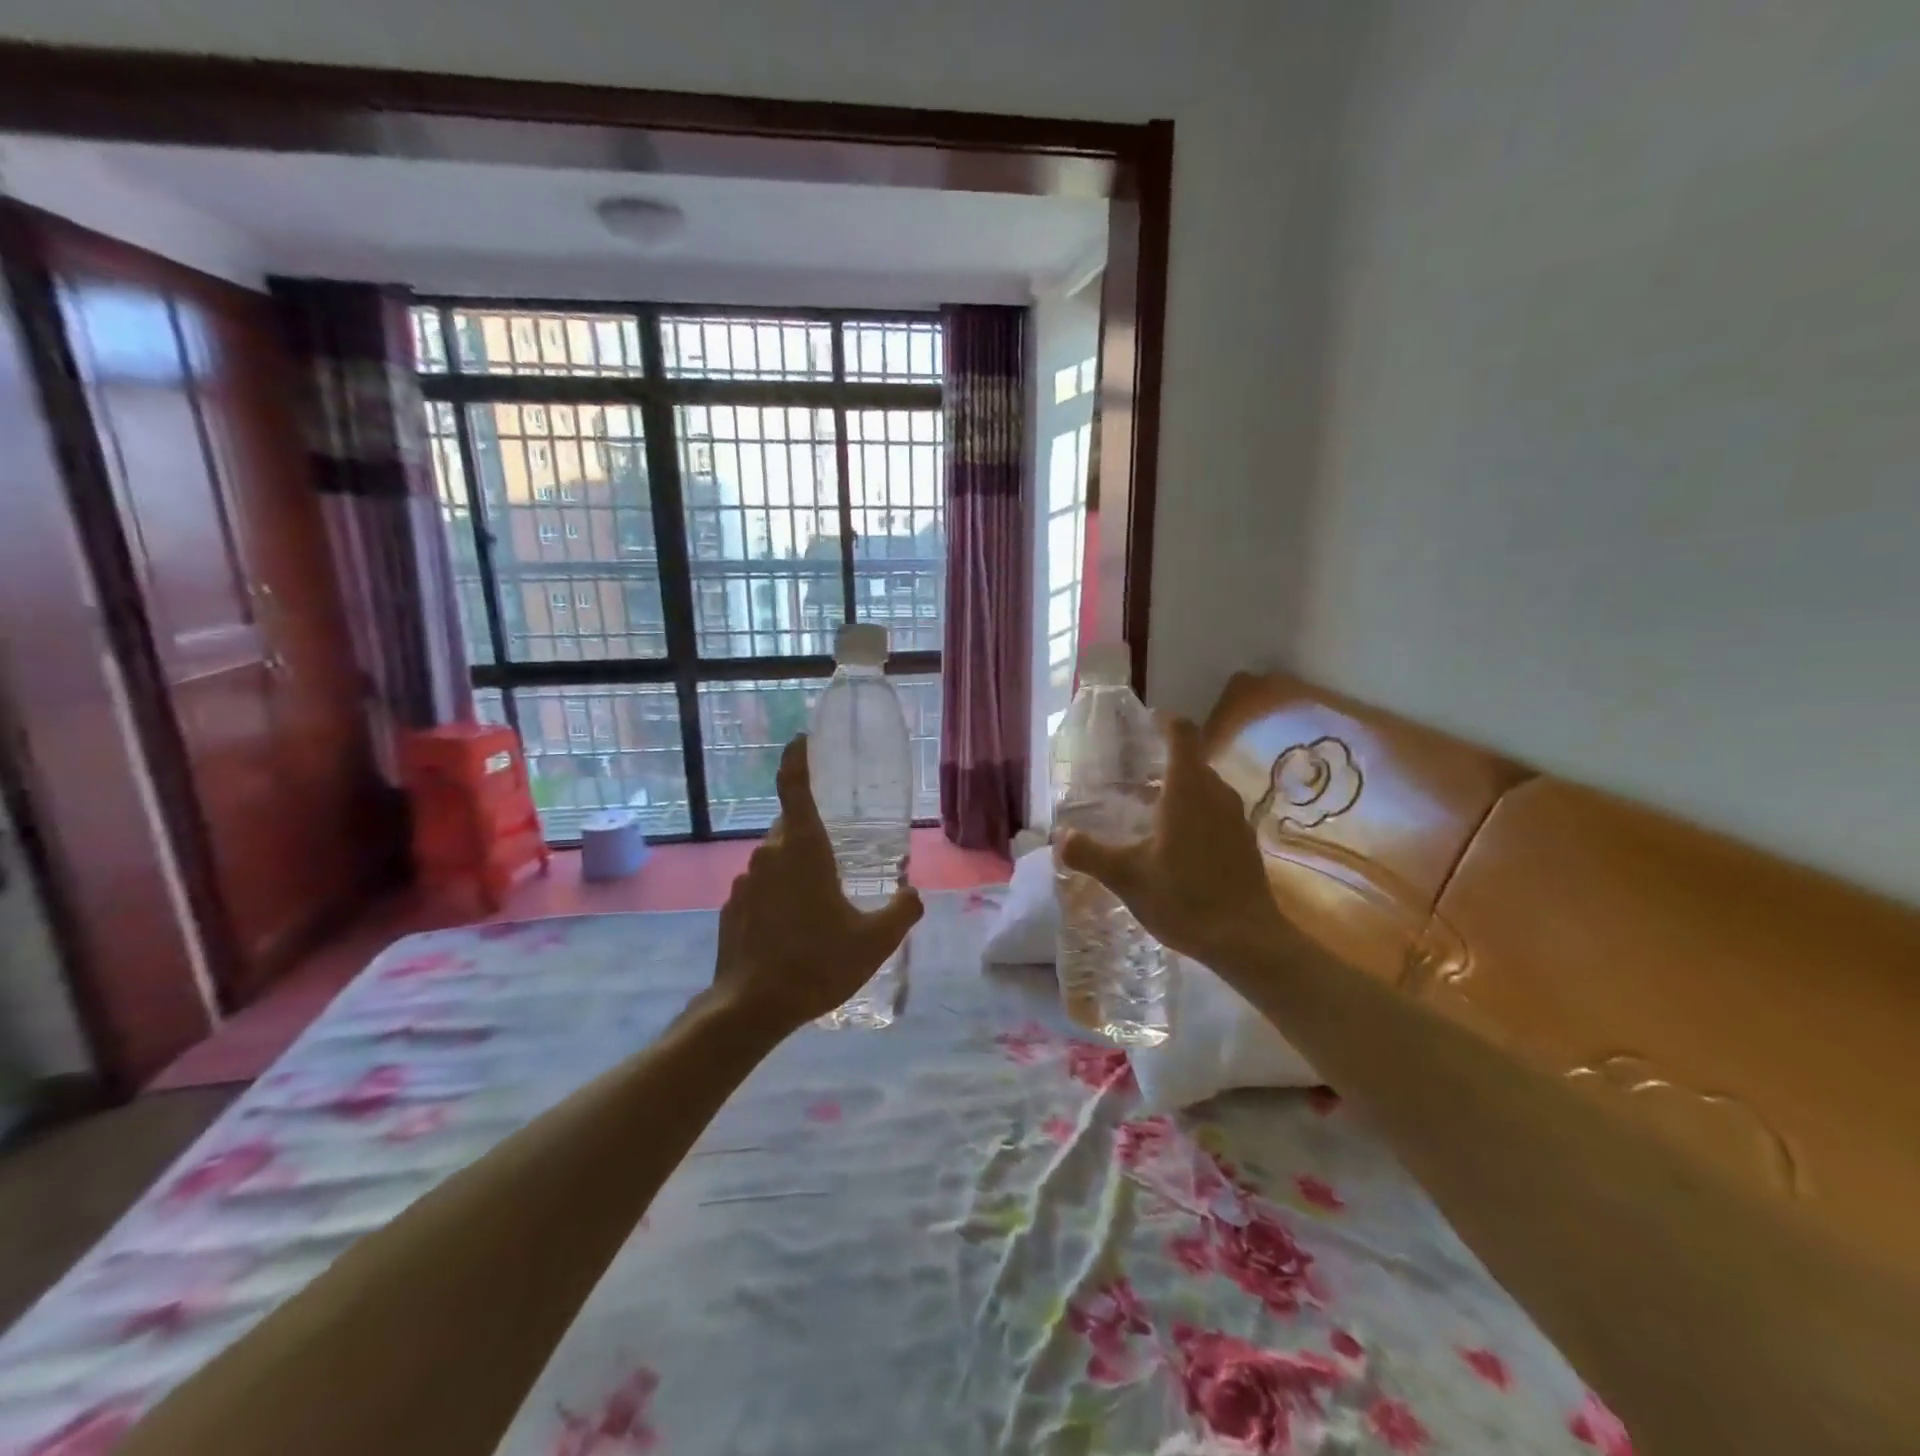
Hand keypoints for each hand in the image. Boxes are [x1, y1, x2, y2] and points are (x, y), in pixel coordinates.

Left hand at [712, 735, 923, 1033]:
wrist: (751, 1008)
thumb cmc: (817, 963)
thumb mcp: (876, 940)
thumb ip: (902, 911)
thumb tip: (913, 894)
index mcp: (803, 848)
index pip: (794, 787)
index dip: (797, 758)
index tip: (803, 739)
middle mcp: (769, 854)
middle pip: (792, 828)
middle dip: (814, 836)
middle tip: (840, 860)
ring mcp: (745, 881)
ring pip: (776, 861)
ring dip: (797, 871)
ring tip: (821, 907)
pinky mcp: (731, 907)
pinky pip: (761, 888)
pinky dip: (778, 897)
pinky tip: (794, 931)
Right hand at [1055, 713, 1287, 977]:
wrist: (1245, 939)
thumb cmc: (1184, 898)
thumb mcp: (1127, 877)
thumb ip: (1090, 854)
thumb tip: (1059, 837)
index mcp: (1188, 789)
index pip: (1182, 734)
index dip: (1164, 722)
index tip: (1144, 724)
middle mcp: (1216, 793)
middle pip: (1192, 761)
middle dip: (1162, 761)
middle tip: (1130, 776)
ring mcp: (1235, 817)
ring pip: (1205, 788)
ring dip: (1179, 790)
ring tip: (1147, 809)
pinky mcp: (1244, 841)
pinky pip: (1216, 811)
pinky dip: (1195, 813)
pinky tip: (1174, 843)